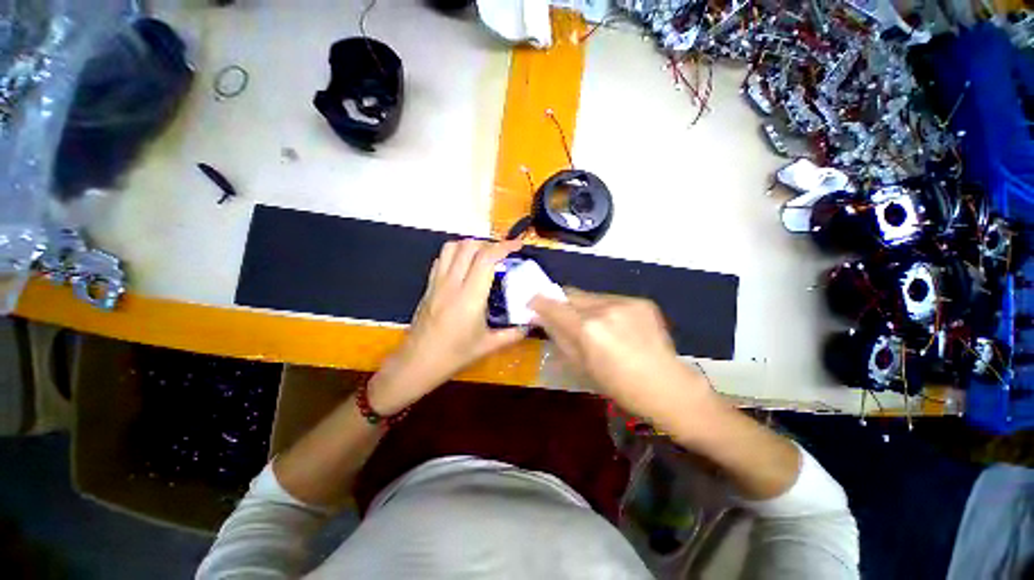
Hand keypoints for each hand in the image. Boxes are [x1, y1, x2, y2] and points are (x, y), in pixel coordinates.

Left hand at [369, 239, 527, 413]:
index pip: (486, 258)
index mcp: (470, 297)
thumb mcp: (488, 346)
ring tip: (483, 255)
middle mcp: (452, 283)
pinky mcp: (428, 286)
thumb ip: (513, 334)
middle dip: (489, 243)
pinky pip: (441, 259)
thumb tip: (530, 324)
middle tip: (502, 253)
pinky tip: (464, 266)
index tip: (517, 245)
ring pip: (451, 247)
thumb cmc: (454, 355)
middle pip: (469, 246)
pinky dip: (455, 253)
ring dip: (470, 245)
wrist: (417, 362)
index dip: (504, 246)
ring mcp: (437, 282)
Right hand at [530, 289, 713, 423]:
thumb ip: (558, 336)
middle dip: (561, 301)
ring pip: (590, 296)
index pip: (554, 305)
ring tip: (591, 323)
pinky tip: (614, 325)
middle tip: (559, 312)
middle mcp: (604, 309)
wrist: (667, 386)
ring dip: (583, 305)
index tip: (531, 302)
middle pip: (571, 294)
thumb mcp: (581, 365)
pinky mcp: (641, 301)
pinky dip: (604, 308)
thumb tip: (541, 317)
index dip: (538, 301)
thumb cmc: (618, 385)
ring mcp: (625, 302)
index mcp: (588, 329)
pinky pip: (610, 299)